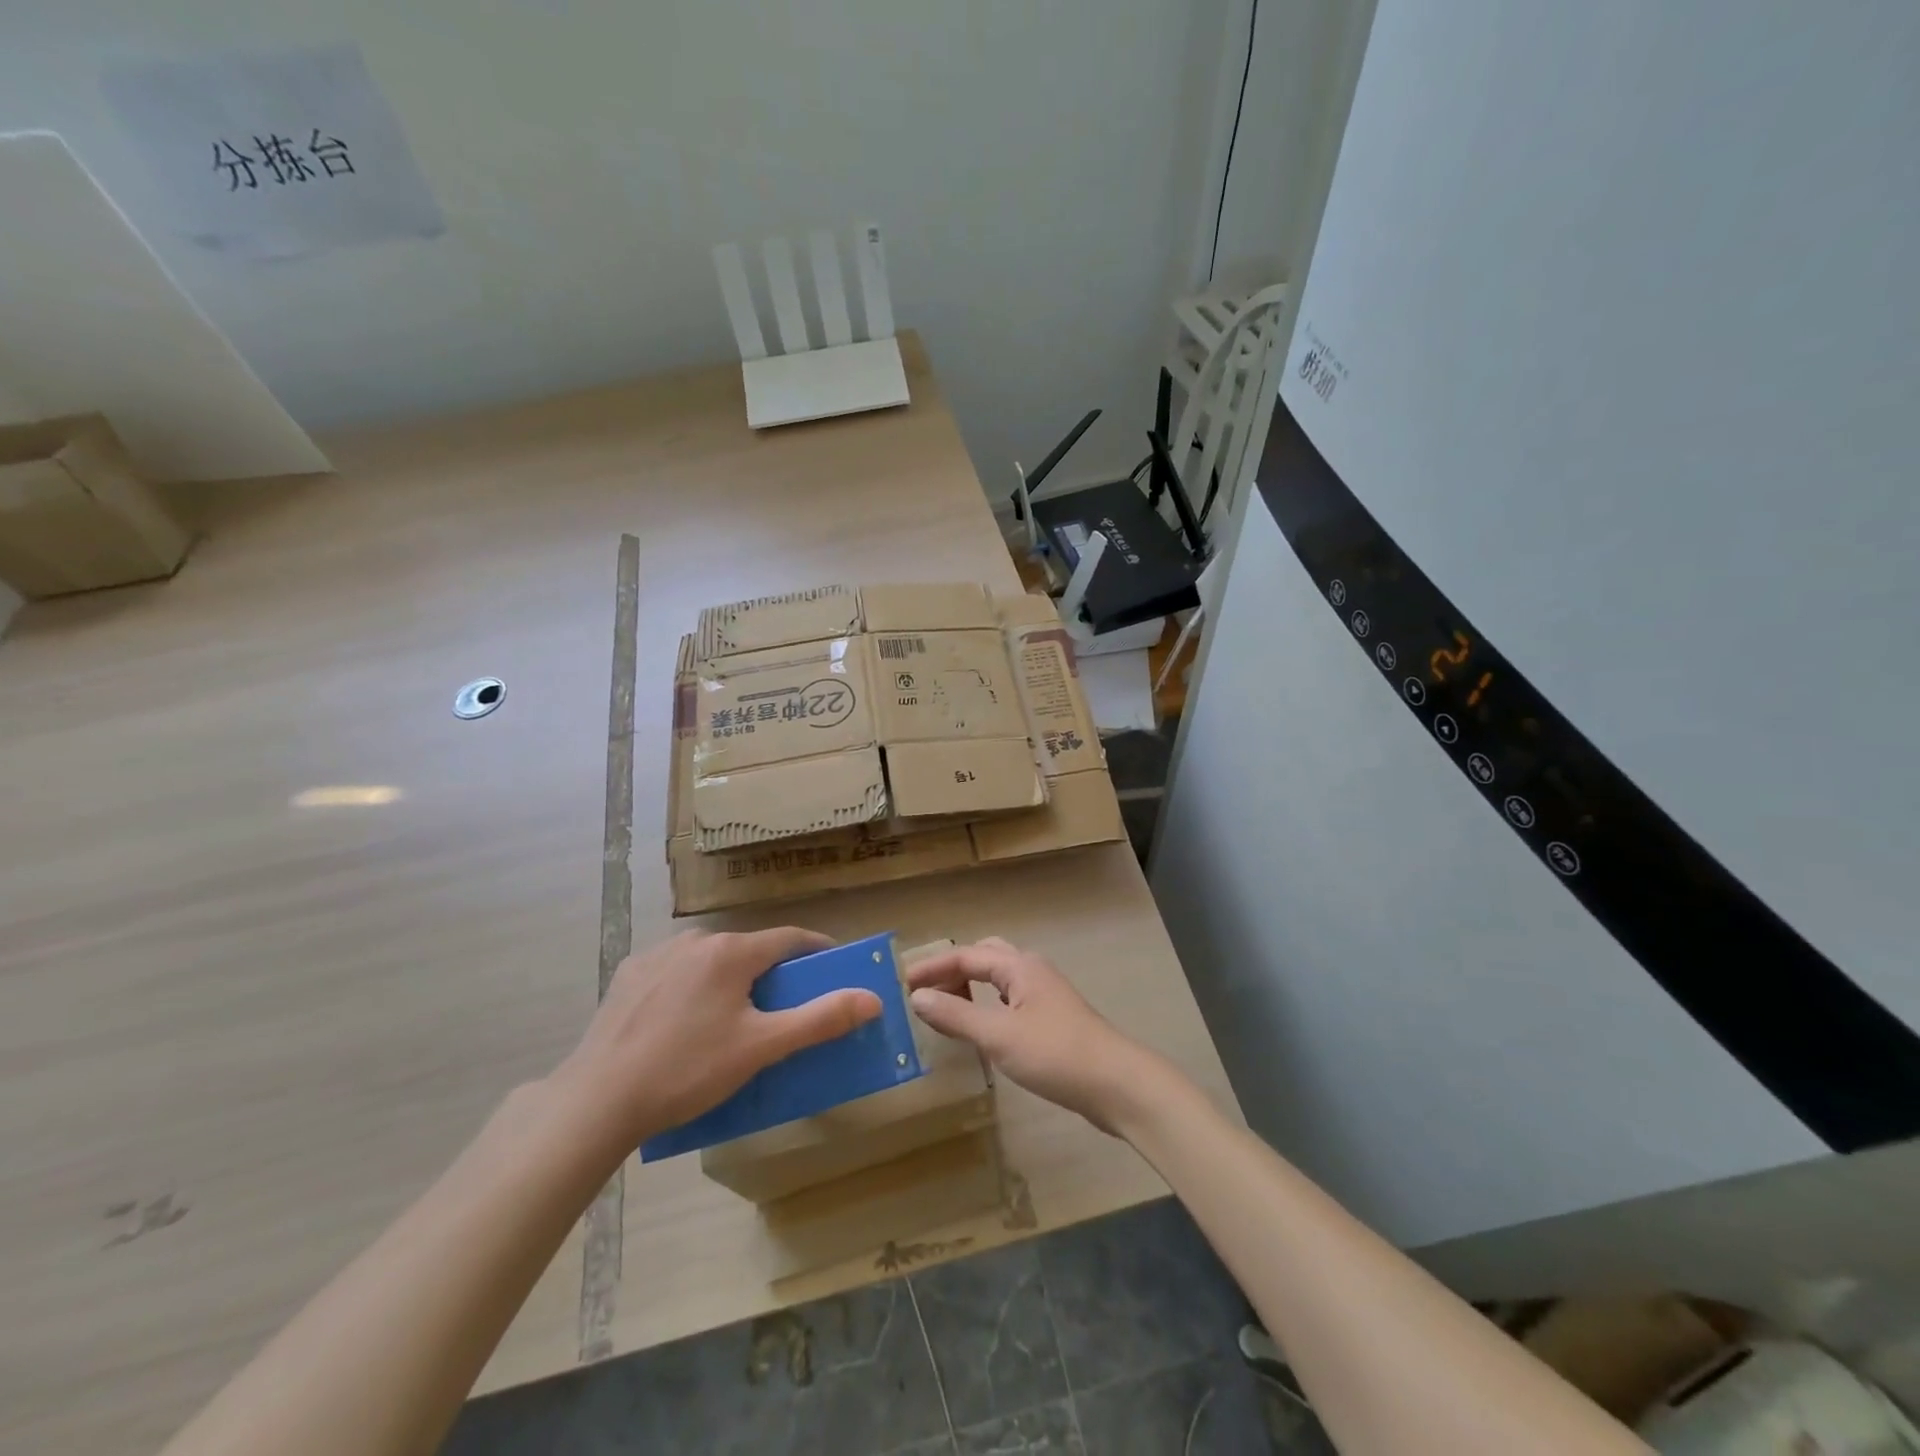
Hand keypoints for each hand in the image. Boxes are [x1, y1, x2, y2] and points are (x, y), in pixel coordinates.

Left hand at [551, 928, 882, 1154]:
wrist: (598, 1099)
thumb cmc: (688, 1070)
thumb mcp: (762, 1047)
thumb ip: (820, 1018)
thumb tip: (873, 998)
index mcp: (731, 951)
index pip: (790, 939)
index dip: (817, 951)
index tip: (834, 968)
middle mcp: (696, 939)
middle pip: (750, 949)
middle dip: (772, 973)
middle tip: (782, 1009)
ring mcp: (658, 954)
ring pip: (712, 959)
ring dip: (731, 978)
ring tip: (732, 1019)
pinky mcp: (629, 975)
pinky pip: (677, 971)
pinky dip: (694, 986)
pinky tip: (684, 1022)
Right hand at [905, 937, 1170, 1135]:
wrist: (1117, 1083)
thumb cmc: (1055, 1054)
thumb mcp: (999, 1036)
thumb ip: (956, 1016)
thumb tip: (918, 997)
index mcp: (1019, 966)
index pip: (966, 955)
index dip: (932, 967)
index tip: (901, 981)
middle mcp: (1032, 971)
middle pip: (985, 956)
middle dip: (953, 969)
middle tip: (926, 992)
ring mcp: (1046, 994)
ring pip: (1000, 978)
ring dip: (971, 986)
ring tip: (948, 1008)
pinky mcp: (1053, 1018)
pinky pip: (1010, 999)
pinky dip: (988, 1005)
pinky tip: (984, 1028)